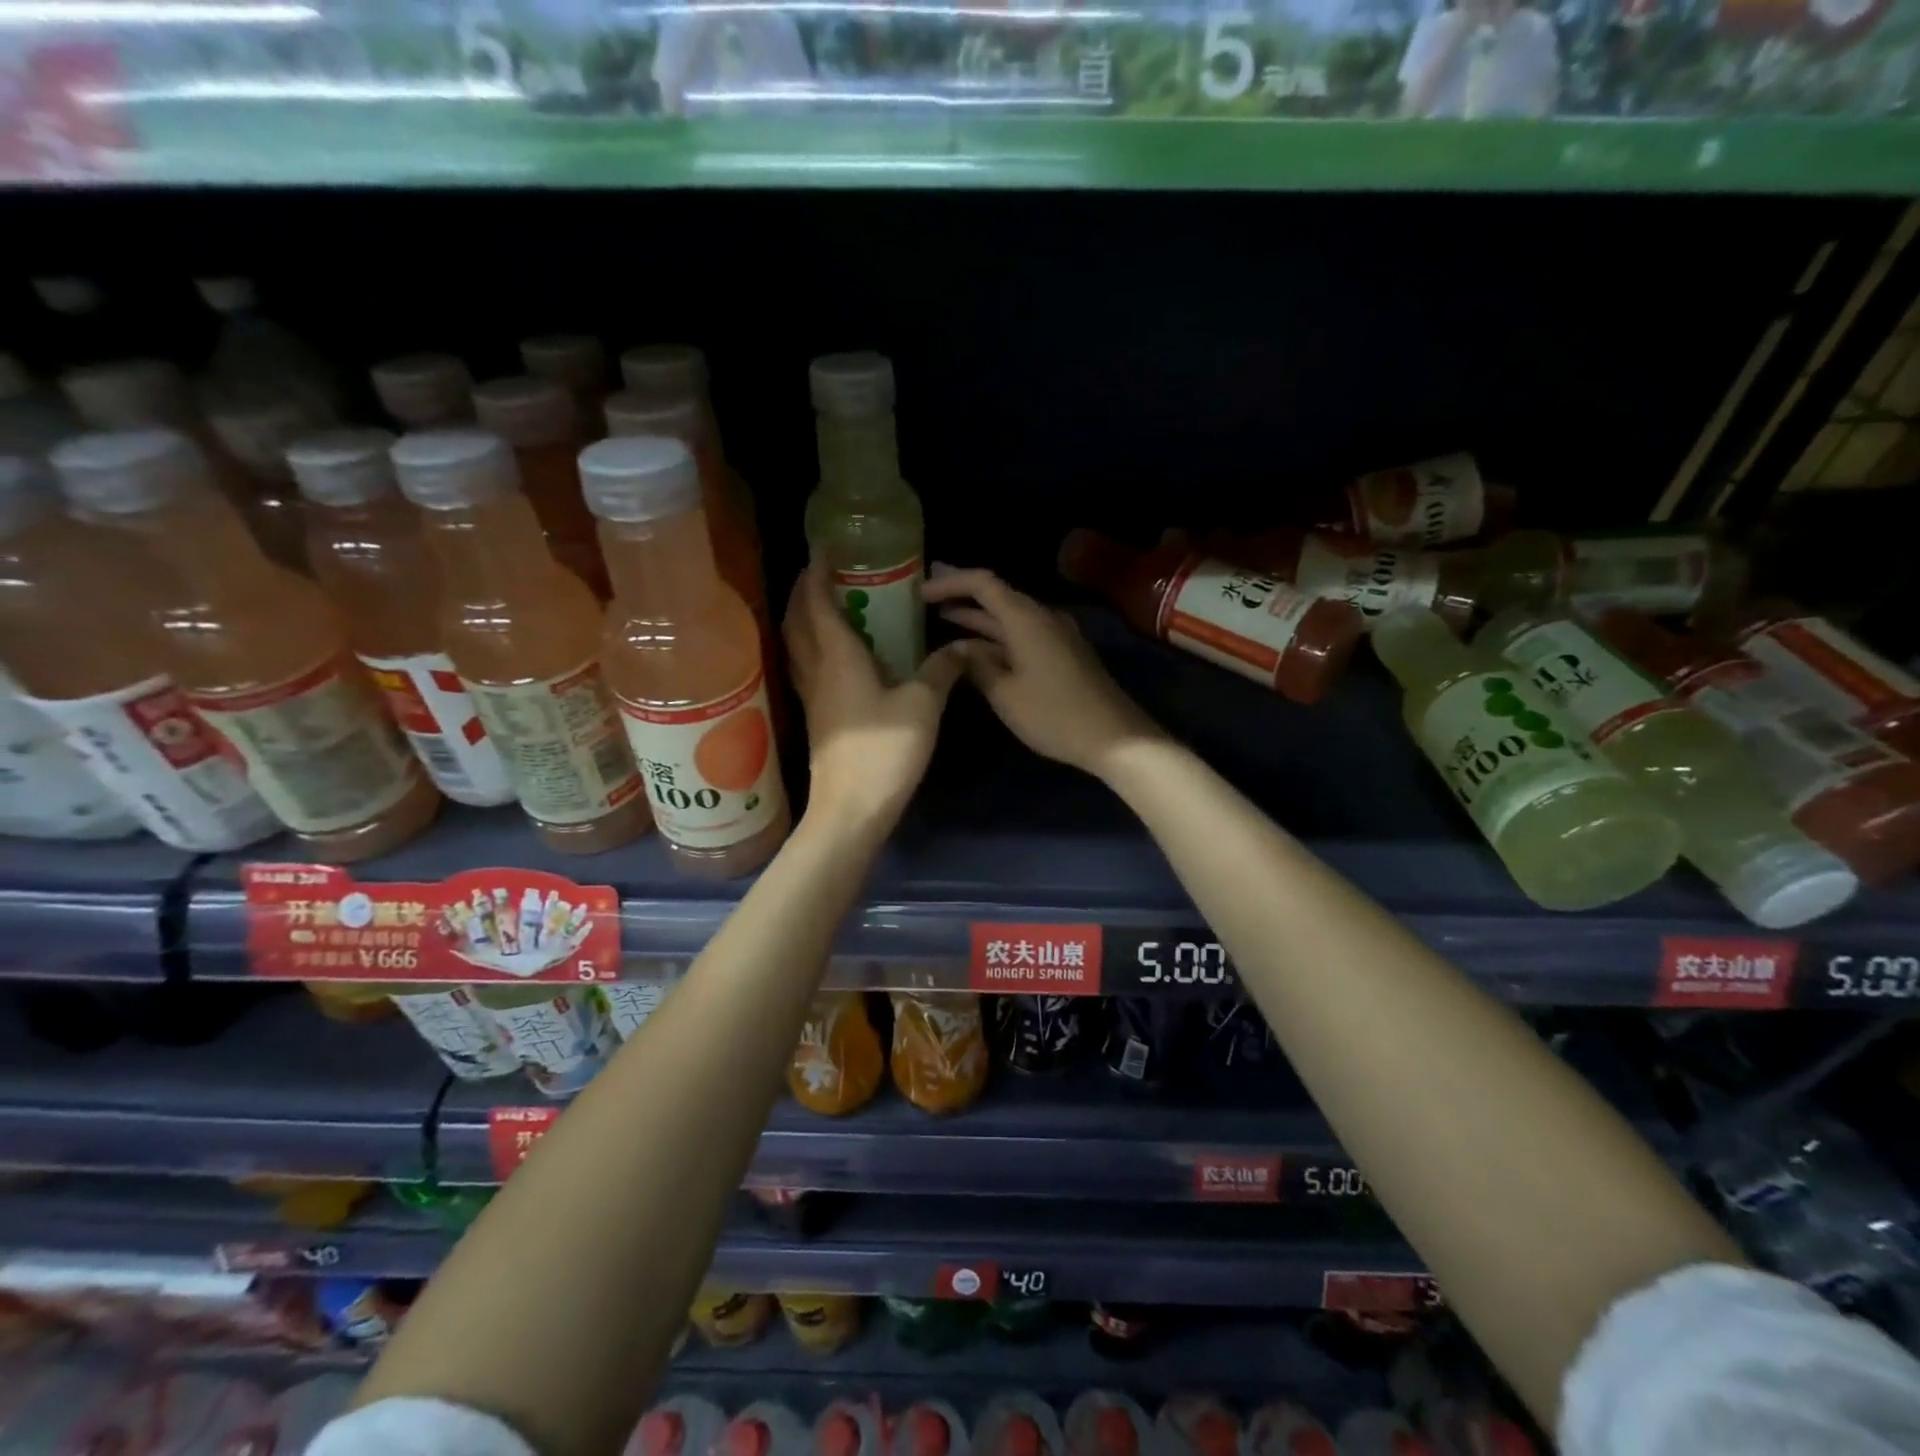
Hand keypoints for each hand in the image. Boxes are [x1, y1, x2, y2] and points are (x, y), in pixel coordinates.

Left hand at [783, 560, 965, 833]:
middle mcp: (816, 669)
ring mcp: (811, 696)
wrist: (852, 808)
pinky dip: (811, 646)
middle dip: (803, 590)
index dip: (817, 571)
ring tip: (823, 604)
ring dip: (803, 617)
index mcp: (838, 656)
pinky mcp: (816, 718)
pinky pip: (806, 667)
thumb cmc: (885, 751)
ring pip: (796, 644)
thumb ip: (941, 671)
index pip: (817, 602)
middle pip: (797, 619)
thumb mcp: (923, 706)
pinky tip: (833, 654)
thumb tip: (961, 648)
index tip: (824, 547)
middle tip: (822, 571)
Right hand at [924, 566, 1166, 779]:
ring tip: (945, 618)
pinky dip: (997, 636)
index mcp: (1026, 619)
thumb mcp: (1005, 693)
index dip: (951, 581)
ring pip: (1010, 617)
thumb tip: (957, 648)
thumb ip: (976, 665)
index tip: (922, 590)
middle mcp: (1042, 617)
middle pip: (997, 595)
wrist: (1114, 737)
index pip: (983, 583)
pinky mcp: (1063, 654)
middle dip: (962, 594)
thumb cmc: (1054, 715)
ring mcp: (1056, 636)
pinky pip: (1023, 634)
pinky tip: (979, 649)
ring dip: (979, 618)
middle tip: (928, 595)